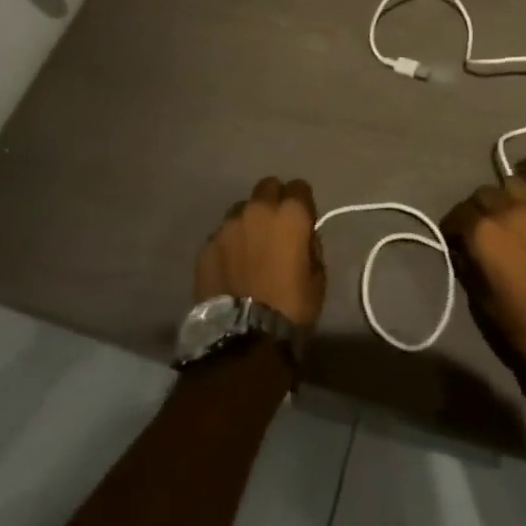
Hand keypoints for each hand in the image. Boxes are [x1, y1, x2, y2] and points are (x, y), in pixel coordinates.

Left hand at [195, 177, 325, 327]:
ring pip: (241, 209)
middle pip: (267, 187)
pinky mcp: (207, 245)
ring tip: (248, 248)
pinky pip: (221, 235)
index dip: (302, 202)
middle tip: (275, 228)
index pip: (299, 186)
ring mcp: (228, 225)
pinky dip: (228, 244)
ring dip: (248, 221)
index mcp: (291, 213)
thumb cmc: (291, 307)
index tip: (302, 220)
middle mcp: (258, 209)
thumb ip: (310, 246)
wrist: (245, 338)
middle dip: (273, 201)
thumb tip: (301, 237)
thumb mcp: (318, 277)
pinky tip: (230, 266)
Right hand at [442, 158, 525, 367]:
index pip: (458, 216)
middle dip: (476, 209)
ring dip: (504, 194)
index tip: (454, 239)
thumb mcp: (486, 306)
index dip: (452, 228)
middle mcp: (506, 210)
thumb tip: (463, 252)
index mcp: (482, 234)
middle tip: (481, 228)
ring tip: (508, 208)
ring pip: (512, 182)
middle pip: (482, 194)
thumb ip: (470, 271)